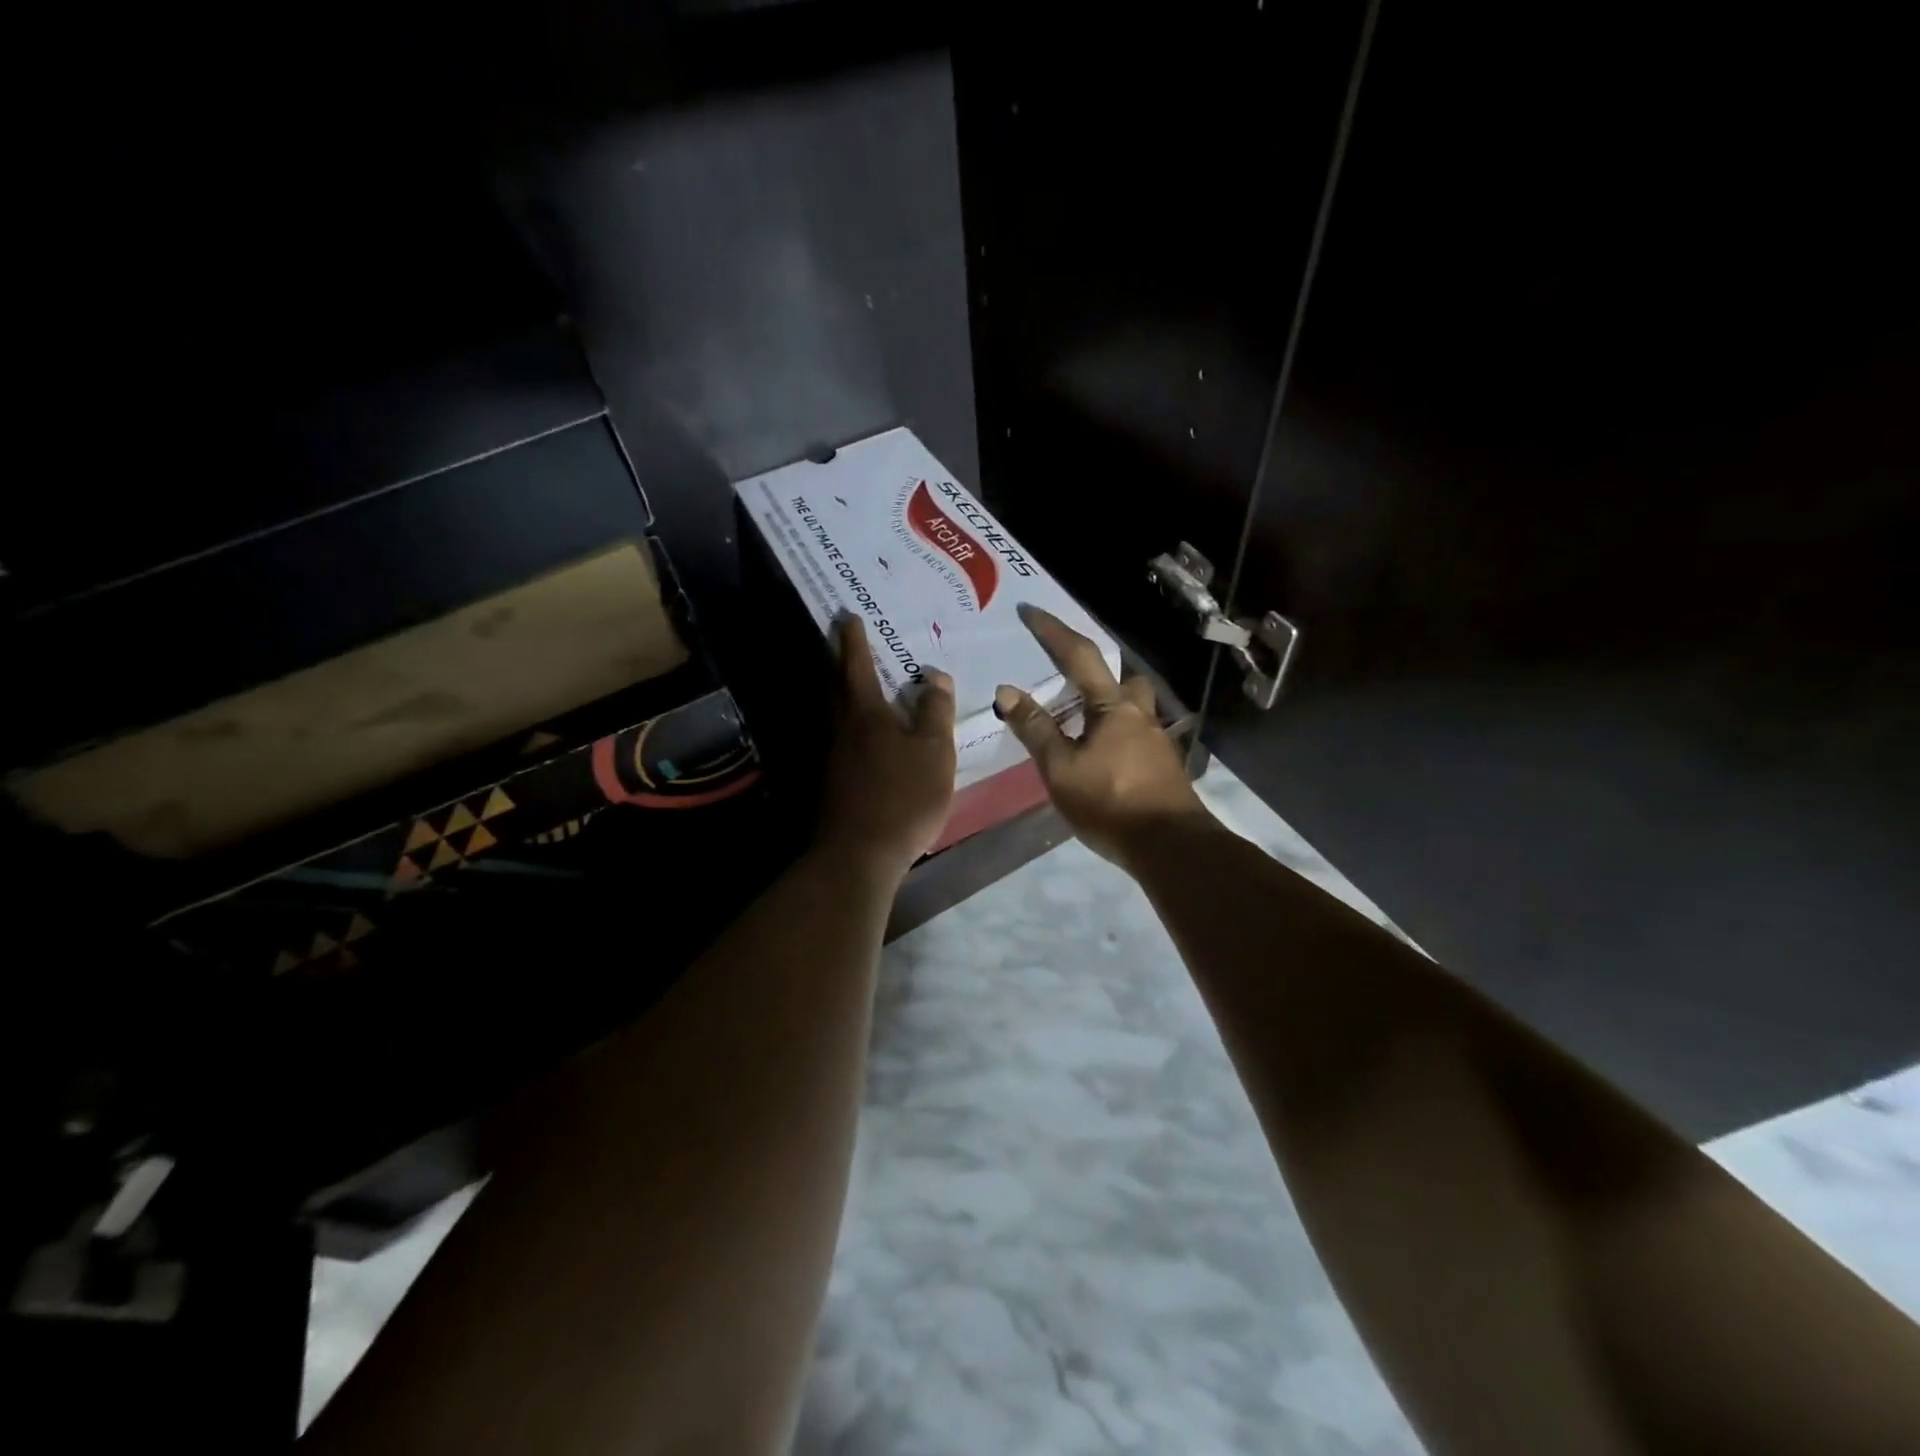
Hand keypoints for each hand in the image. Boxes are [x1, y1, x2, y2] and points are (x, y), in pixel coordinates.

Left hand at [816, 615, 957, 880]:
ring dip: (839, 691)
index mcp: (866, 715)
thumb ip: (934, 712)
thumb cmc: (903, 797)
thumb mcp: (933, 752)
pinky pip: (839, 739)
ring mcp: (833, 758)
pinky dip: (847, 724)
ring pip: (834, 713)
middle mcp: (842, 729)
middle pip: (835, 686)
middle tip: (840, 639)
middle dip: (837, 659)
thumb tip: (934, 676)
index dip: (853, 640)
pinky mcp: (832, 783)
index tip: (847, 616)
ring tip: (851, 681)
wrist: (859, 854)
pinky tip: (860, 736)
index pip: (856, 666)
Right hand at [995, 604, 1210, 868]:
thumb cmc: (1110, 803)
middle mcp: (1139, 714)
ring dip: (1108, 703)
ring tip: (1079, 721)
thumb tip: (1007, 690)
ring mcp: (1156, 740)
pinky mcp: (1163, 765)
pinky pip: (1134, 733)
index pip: (1079, 657)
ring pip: (1131, 706)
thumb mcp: (1061, 769)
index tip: (1030, 611)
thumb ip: (1035, 729)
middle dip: (1095, 669)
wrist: (1171, 846)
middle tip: (1067, 678)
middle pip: (1120, 677)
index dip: (1053, 632)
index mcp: (1113, 707)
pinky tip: (1101, 755)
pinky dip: (1114, 732)